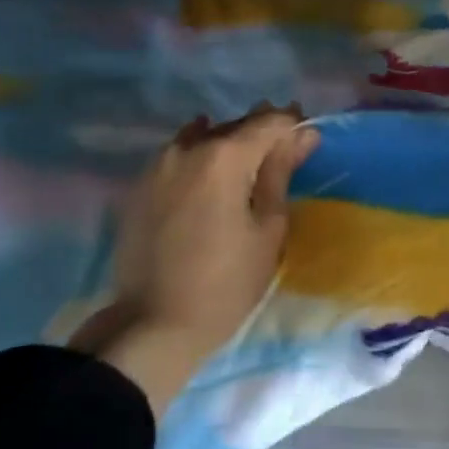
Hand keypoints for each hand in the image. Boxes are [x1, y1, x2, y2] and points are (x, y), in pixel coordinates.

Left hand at [69, 104, 318, 412]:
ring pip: (205, 137)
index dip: (293, 126)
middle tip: (284, 155)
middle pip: (236, 125)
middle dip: (263, 134)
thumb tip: (303, 134)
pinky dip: (202, 157)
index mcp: (225, 156)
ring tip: (248, 168)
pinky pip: (180, 156)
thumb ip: (281, 173)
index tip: (308, 140)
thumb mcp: (268, 229)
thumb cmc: (226, 283)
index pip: (269, 122)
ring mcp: (159, 165)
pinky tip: (212, 173)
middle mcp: (189, 148)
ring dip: (230, 143)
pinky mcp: (141, 186)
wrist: (151, 327)